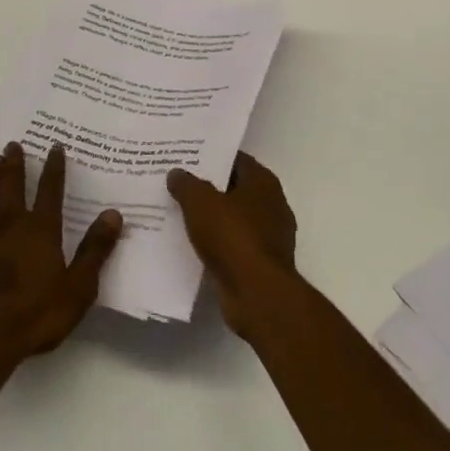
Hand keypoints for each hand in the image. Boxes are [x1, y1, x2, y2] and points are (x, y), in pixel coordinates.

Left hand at [0, 142, 122, 368]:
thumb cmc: (36, 314)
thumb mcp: (78, 288)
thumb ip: (95, 250)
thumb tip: (113, 214)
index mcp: (41, 228)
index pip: (51, 188)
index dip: (54, 166)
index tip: (55, 147)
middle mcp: (11, 221)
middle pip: (12, 182)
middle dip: (15, 161)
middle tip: (14, 144)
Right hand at [167, 152, 297, 337]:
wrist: (257, 294)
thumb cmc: (232, 236)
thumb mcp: (200, 202)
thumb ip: (187, 184)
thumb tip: (177, 173)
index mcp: (263, 183)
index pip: (236, 160)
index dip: (212, 157)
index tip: (187, 157)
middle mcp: (272, 205)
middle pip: (235, 189)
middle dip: (209, 187)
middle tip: (178, 183)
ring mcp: (269, 236)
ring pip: (233, 218)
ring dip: (212, 217)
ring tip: (180, 212)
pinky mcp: (261, 263)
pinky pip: (233, 244)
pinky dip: (216, 242)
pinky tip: (192, 242)